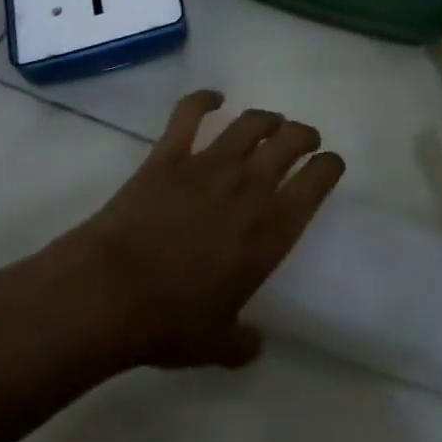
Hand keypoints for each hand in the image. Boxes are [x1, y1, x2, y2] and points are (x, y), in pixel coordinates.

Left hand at [66, 91, 344, 370]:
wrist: (110, 292)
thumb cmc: (170, 322)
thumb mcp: (217, 345)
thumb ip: (243, 341)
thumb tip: (254, 344)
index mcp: (270, 231)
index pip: (316, 183)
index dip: (329, 166)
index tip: (331, 163)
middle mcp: (248, 187)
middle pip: (289, 142)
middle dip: (304, 135)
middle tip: (305, 138)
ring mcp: (208, 164)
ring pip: (250, 123)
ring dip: (267, 118)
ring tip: (272, 121)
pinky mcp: (170, 153)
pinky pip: (190, 113)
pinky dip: (203, 99)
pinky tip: (214, 97)